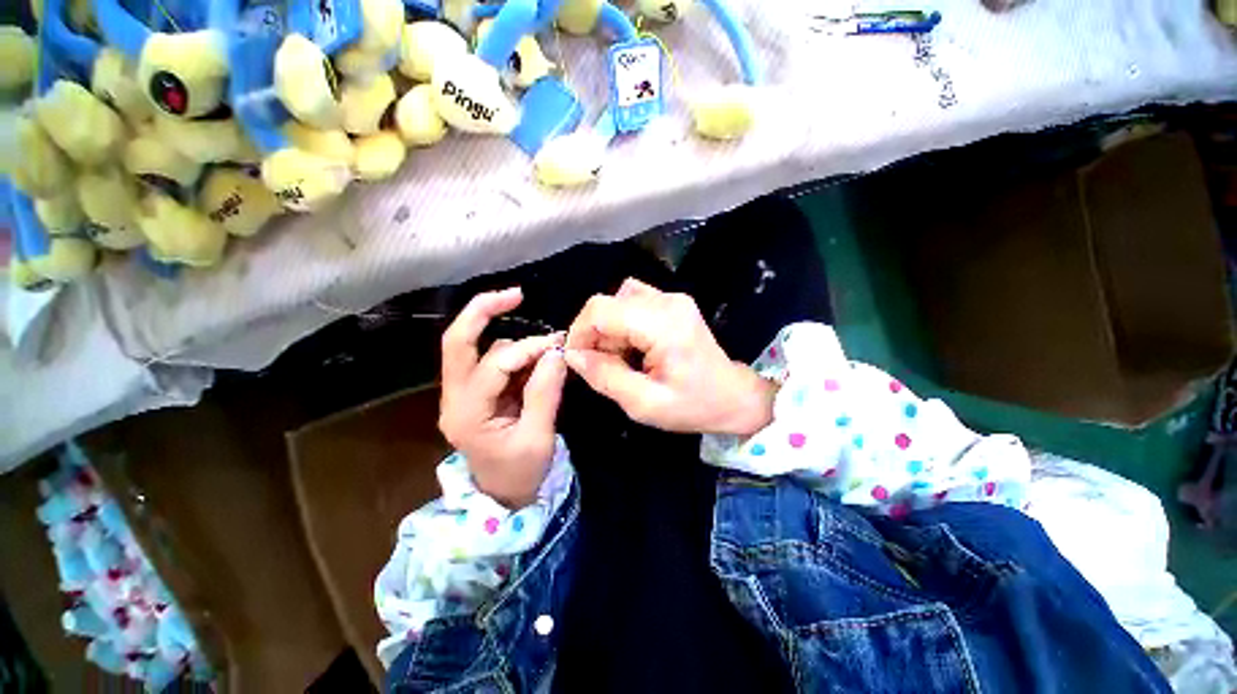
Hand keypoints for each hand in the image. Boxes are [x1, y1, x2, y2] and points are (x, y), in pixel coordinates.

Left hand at [438, 288, 567, 507]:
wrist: (503, 497)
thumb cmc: (521, 474)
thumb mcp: (538, 437)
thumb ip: (545, 392)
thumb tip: (556, 353)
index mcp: (466, 414)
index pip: (493, 366)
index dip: (528, 350)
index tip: (558, 345)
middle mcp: (454, 399)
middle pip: (456, 343)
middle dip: (482, 312)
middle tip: (515, 294)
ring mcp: (461, 395)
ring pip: (477, 349)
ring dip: (511, 341)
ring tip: (547, 348)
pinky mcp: (474, 394)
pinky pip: (491, 361)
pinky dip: (514, 353)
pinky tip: (536, 359)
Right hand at [564, 279, 776, 435]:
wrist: (734, 396)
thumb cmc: (693, 405)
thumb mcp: (644, 403)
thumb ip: (605, 377)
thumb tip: (572, 355)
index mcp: (663, 325)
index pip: (601, 310)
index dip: (580, 333)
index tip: (578, 360)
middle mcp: (667, 301)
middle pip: (608, 303)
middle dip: (594, 334)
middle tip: (602, 365)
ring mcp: (672, 298)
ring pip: (618, 300)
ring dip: (609, 328)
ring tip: (619, 356)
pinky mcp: (673, 302)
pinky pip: (633, 302)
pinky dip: (623, 322)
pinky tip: (632, 345)